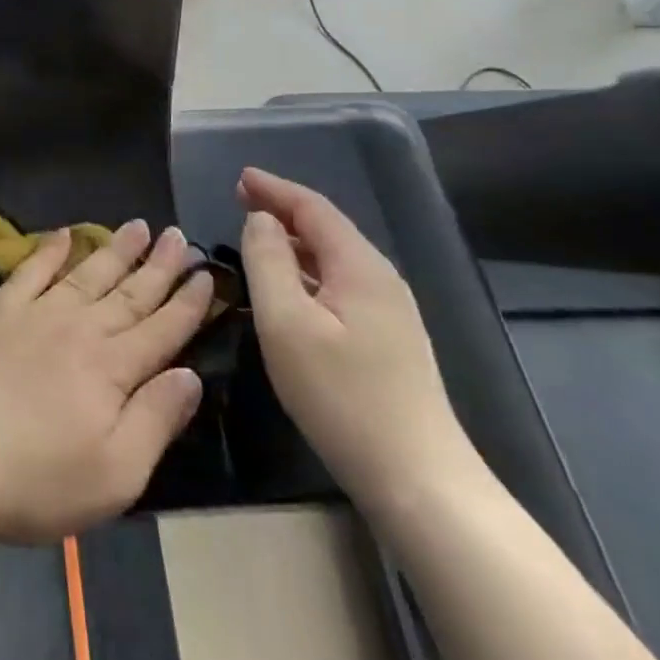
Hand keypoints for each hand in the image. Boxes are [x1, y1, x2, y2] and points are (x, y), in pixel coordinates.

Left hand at [0, 222, 213, 543]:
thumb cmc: (37, 478)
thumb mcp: (116, 474)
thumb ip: (157, 419)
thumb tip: (191, 375)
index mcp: (112, 369)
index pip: (161, 329)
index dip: (187, 303)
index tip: (207, 275)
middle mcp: (80, 329)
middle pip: (129, 293)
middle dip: (158, 265)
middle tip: (178, 236)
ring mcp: (36, 315)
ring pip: (86, 274)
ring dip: (115, 250)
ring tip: (137, 226)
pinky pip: (30, 272)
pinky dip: (49, 251)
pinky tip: (63, 236)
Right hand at [238, 168, 478, 516]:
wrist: (419, 482)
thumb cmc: (342, 396)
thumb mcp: (286, 323)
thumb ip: (267, 262)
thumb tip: (260, 220)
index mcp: (360, 266)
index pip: (313, 208)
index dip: (274, 188)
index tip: (239, 178)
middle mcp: (381, 279)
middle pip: (327, 229)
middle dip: (283, 210)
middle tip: (241, 201)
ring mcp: (390, 313)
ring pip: (334, 259)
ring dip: (294, 242)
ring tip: (257, 238)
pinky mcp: (388, 342)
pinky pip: (340, 285)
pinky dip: (307, 271)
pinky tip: (290, 289)